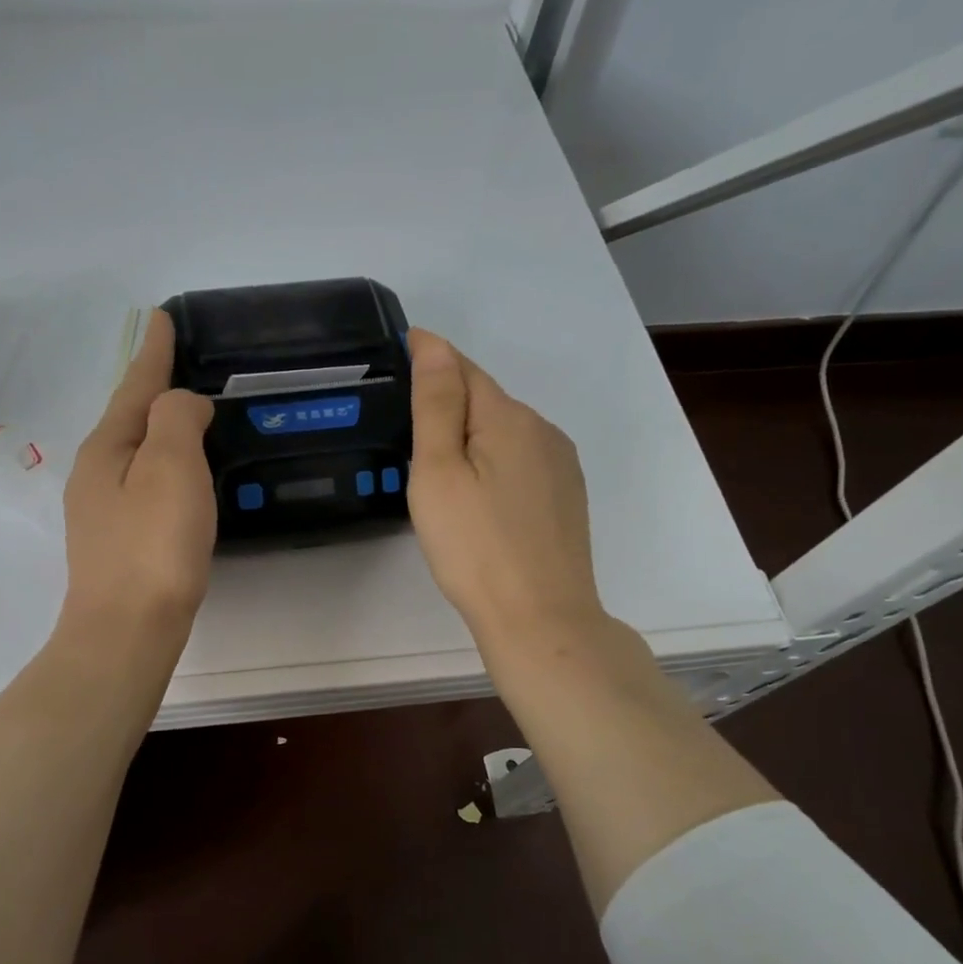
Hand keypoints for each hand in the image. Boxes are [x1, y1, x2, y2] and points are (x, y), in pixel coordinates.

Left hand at [59, 309, 216, 635]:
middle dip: (153, 388)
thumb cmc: (152, 546)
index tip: (161, 316)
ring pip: (136, 453)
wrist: (127, 633)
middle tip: (182, 363)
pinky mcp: (121, 544)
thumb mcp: (168, 466)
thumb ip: (175, 420)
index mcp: (106, 448)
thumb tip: (182, 404)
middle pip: (130, 417)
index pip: (135, 385)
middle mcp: (96, 474)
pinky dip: (165, 466)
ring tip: (188, 413)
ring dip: (160, 428)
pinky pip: (145, 485)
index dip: (154, 351)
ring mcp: (103, 512)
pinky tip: (181, 477)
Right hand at [406, 329, 605, 650]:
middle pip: (486, 398)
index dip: (430, 356)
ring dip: (470, 430)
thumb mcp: (440, 473)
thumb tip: (433, 344)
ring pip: (504, 430)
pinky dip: (491, 458)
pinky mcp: (565, 497)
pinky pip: (520, 458)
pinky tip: (476, 490)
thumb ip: (436, 405)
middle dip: (447, 396)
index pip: (463, 368)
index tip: (397, 350)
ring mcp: (560, 465)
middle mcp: (542, 430)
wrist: (541, 619)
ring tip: (433, 456)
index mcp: (508, 418)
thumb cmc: (475, 547)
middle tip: (403, 414)